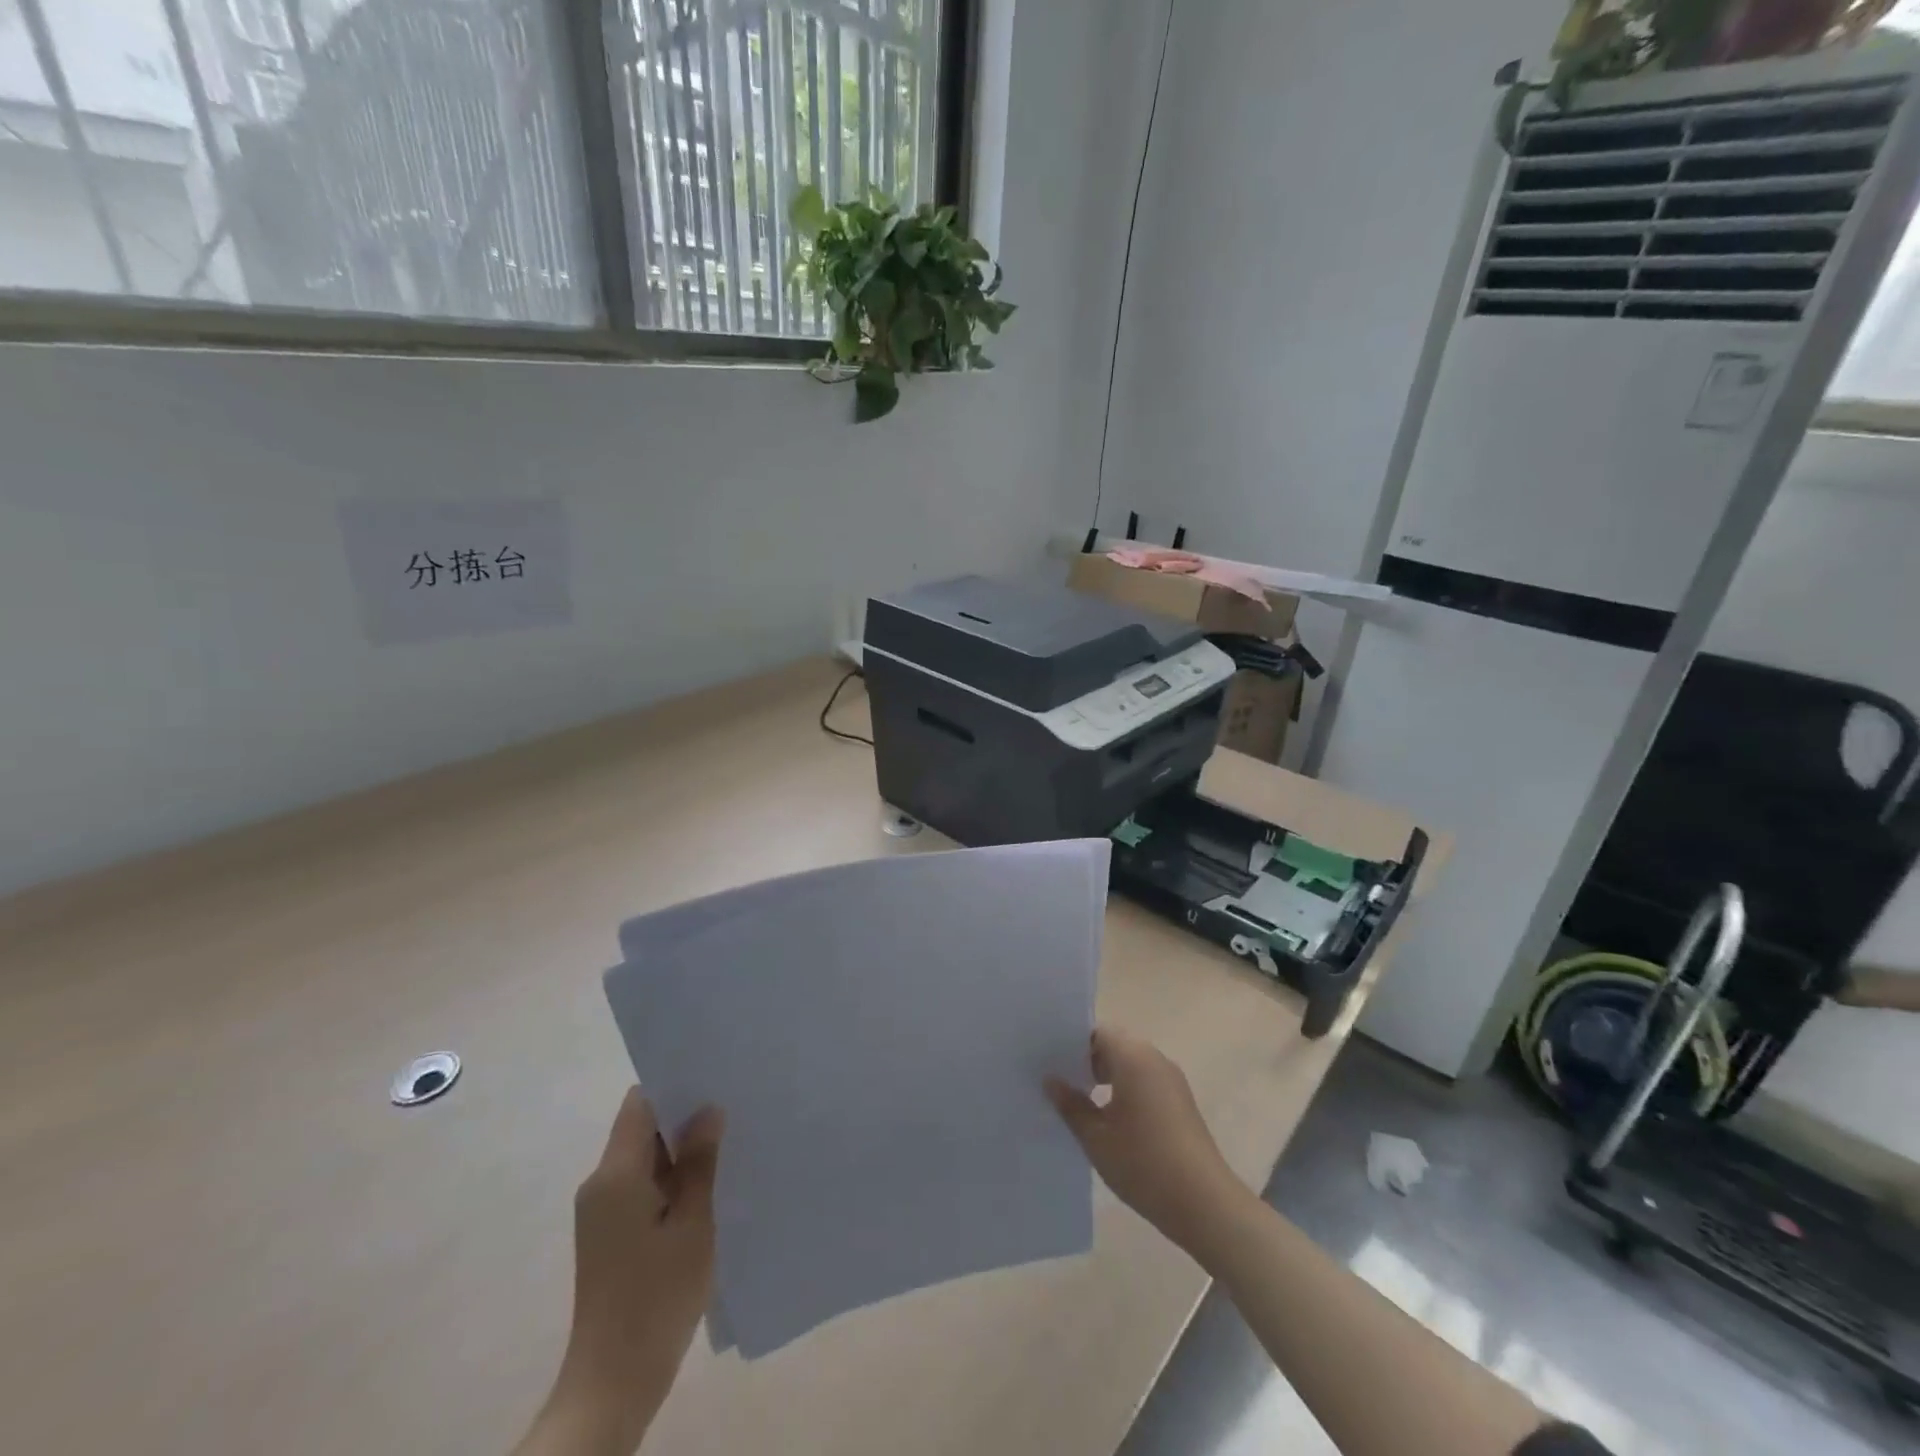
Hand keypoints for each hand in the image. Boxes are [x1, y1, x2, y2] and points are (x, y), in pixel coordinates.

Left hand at [531, 1090, 723, 1455]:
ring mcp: (602, 1212)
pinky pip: (641, 1186)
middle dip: (684, 1117)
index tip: (714, 1078)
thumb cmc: (657, 1296)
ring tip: (729, 1141)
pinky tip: (708, 1186)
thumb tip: (708, 1109)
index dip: (675, 1085)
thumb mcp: (693, 1223)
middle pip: (641, 1128)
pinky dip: (671, 1179)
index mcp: (615, 1174)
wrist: (613, 1383)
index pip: (640, 1102)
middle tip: (733, 1106)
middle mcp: (600, 1184)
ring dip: (680, 1150)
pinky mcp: (610, 1235)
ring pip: (644, 1158)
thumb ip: (700, 1162)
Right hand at [1046, 1027, 1248, 1254]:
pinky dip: (1124, 1089)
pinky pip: (1144, 1081)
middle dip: (1086, 1060)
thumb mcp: (1096, 1137)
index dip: (1071, 1043)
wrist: (1205, 1204)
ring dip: (1105, 1076)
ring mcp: (1171, 1080)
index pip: (1097, 1032)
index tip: (1049, 1060)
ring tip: (1078, 1101)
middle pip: (1114, 1044)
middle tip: (1057, 1081)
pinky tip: (1107, 1118)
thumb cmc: (1144, 1163)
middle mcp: (1154, 1058)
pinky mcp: (1180, 1102)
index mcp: (1133, 1057)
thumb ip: (1071, 1105)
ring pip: (1130, 1064)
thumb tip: (1051, 1081)